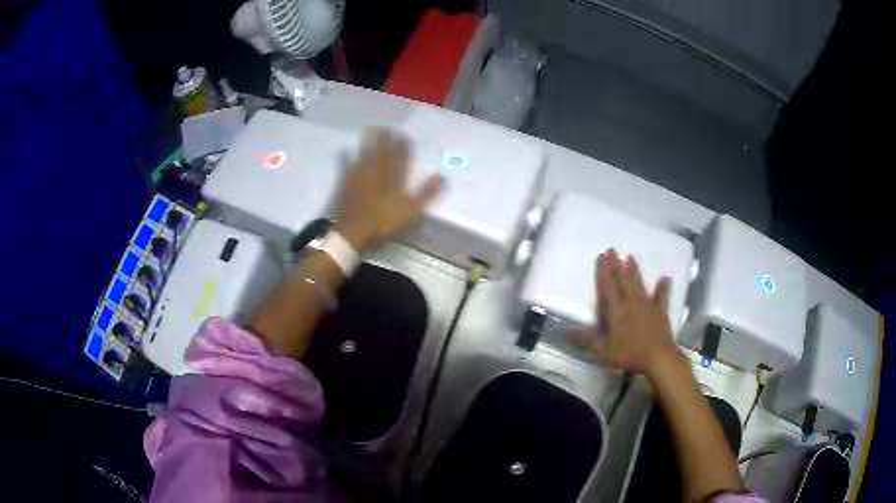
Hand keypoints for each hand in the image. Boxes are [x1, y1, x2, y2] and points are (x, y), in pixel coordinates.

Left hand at [333, 129, 443, 250]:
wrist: (353, 233)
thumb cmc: (383, 225)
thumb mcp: (411, 212)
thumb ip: (426, 194)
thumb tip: (442, 176)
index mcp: (394, 181)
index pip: (401, 161)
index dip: (403, 148)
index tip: (405, 136)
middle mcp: (377, 175)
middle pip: (382, 155)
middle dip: (385, 141)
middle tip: (387, 128)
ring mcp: (360, 179)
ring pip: (365, 157)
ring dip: (368, 143)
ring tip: (370, 130)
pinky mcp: (345, 186)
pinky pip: (346, 168)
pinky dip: (345, 159)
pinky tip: (344, 150)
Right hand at [572, 249, 679, 376]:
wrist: (659, 358)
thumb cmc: (629, 355)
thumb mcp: (603, 352)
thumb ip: (587, 340)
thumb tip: (568, 330)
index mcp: (617, 311)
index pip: (608, 288)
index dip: (603, 272)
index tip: (601, 256)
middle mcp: (631, 303)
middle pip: (623, 281)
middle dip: (616, 265)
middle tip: (612, 250)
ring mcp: (647, 306)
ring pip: (639, 284)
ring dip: (634, 270)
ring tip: (631, 256)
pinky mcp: (660, 312)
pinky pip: (661, 297)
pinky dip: (663, 287)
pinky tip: (665, 278)